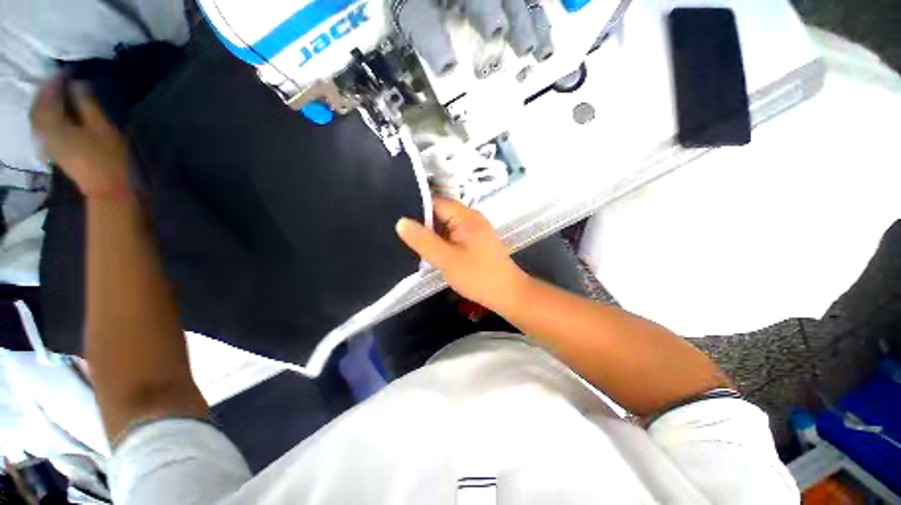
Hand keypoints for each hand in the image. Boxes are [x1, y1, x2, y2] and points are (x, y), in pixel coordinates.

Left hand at [31, 76, 129, 197]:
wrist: (109, 190)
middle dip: (45, 91)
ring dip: (43, 103)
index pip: (48, 97)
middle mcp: (45, 133)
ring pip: (37, 117)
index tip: (65, 70)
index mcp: (55, 126)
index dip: (55, 81)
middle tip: (57, 78)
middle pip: (38, 107)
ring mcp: (48, 144)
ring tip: (54, 93)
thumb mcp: (103, 129)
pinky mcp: (53, 150)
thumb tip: (78, 84)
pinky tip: (52, 112)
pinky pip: (41, 127)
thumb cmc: (110, 159)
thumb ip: (88, 105)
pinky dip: (44, 115)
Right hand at [396, 198, 528, 310]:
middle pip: (439, 214)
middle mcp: (470, 218)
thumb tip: (401, 222)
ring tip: (410, 245)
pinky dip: (441, 243)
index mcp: (466, 216)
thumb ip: (423, 240)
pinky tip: (429, 253)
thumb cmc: (478, 276)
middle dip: (422, 225)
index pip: (435, 202)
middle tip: (400, 236)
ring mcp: (473, 231)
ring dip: (431, 236)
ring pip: (445, 227)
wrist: (507, 294)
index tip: (396, 219)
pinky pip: (452, 237)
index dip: (415, 209)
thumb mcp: (446, 259)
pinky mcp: (473, 242)